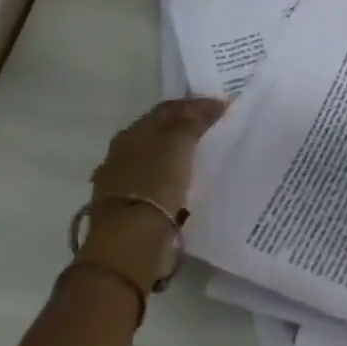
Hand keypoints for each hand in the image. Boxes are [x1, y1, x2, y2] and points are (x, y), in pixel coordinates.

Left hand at [79, 98, 226, 293]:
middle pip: (160, 132)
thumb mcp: (178, 144)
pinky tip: (190, 183)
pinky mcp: (132, 207)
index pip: (167, 109)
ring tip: (208, 157)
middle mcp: (123, 154)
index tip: (223, 107)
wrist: (131, 241)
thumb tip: (213, 104)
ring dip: (181, 155)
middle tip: (217, 128)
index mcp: (132, 134)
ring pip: (159, 158)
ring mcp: (125, 182)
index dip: (195, 104)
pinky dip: (175, 178)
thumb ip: (193, 121)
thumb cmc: (155, 184)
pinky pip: (159, 183)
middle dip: (187, 128)